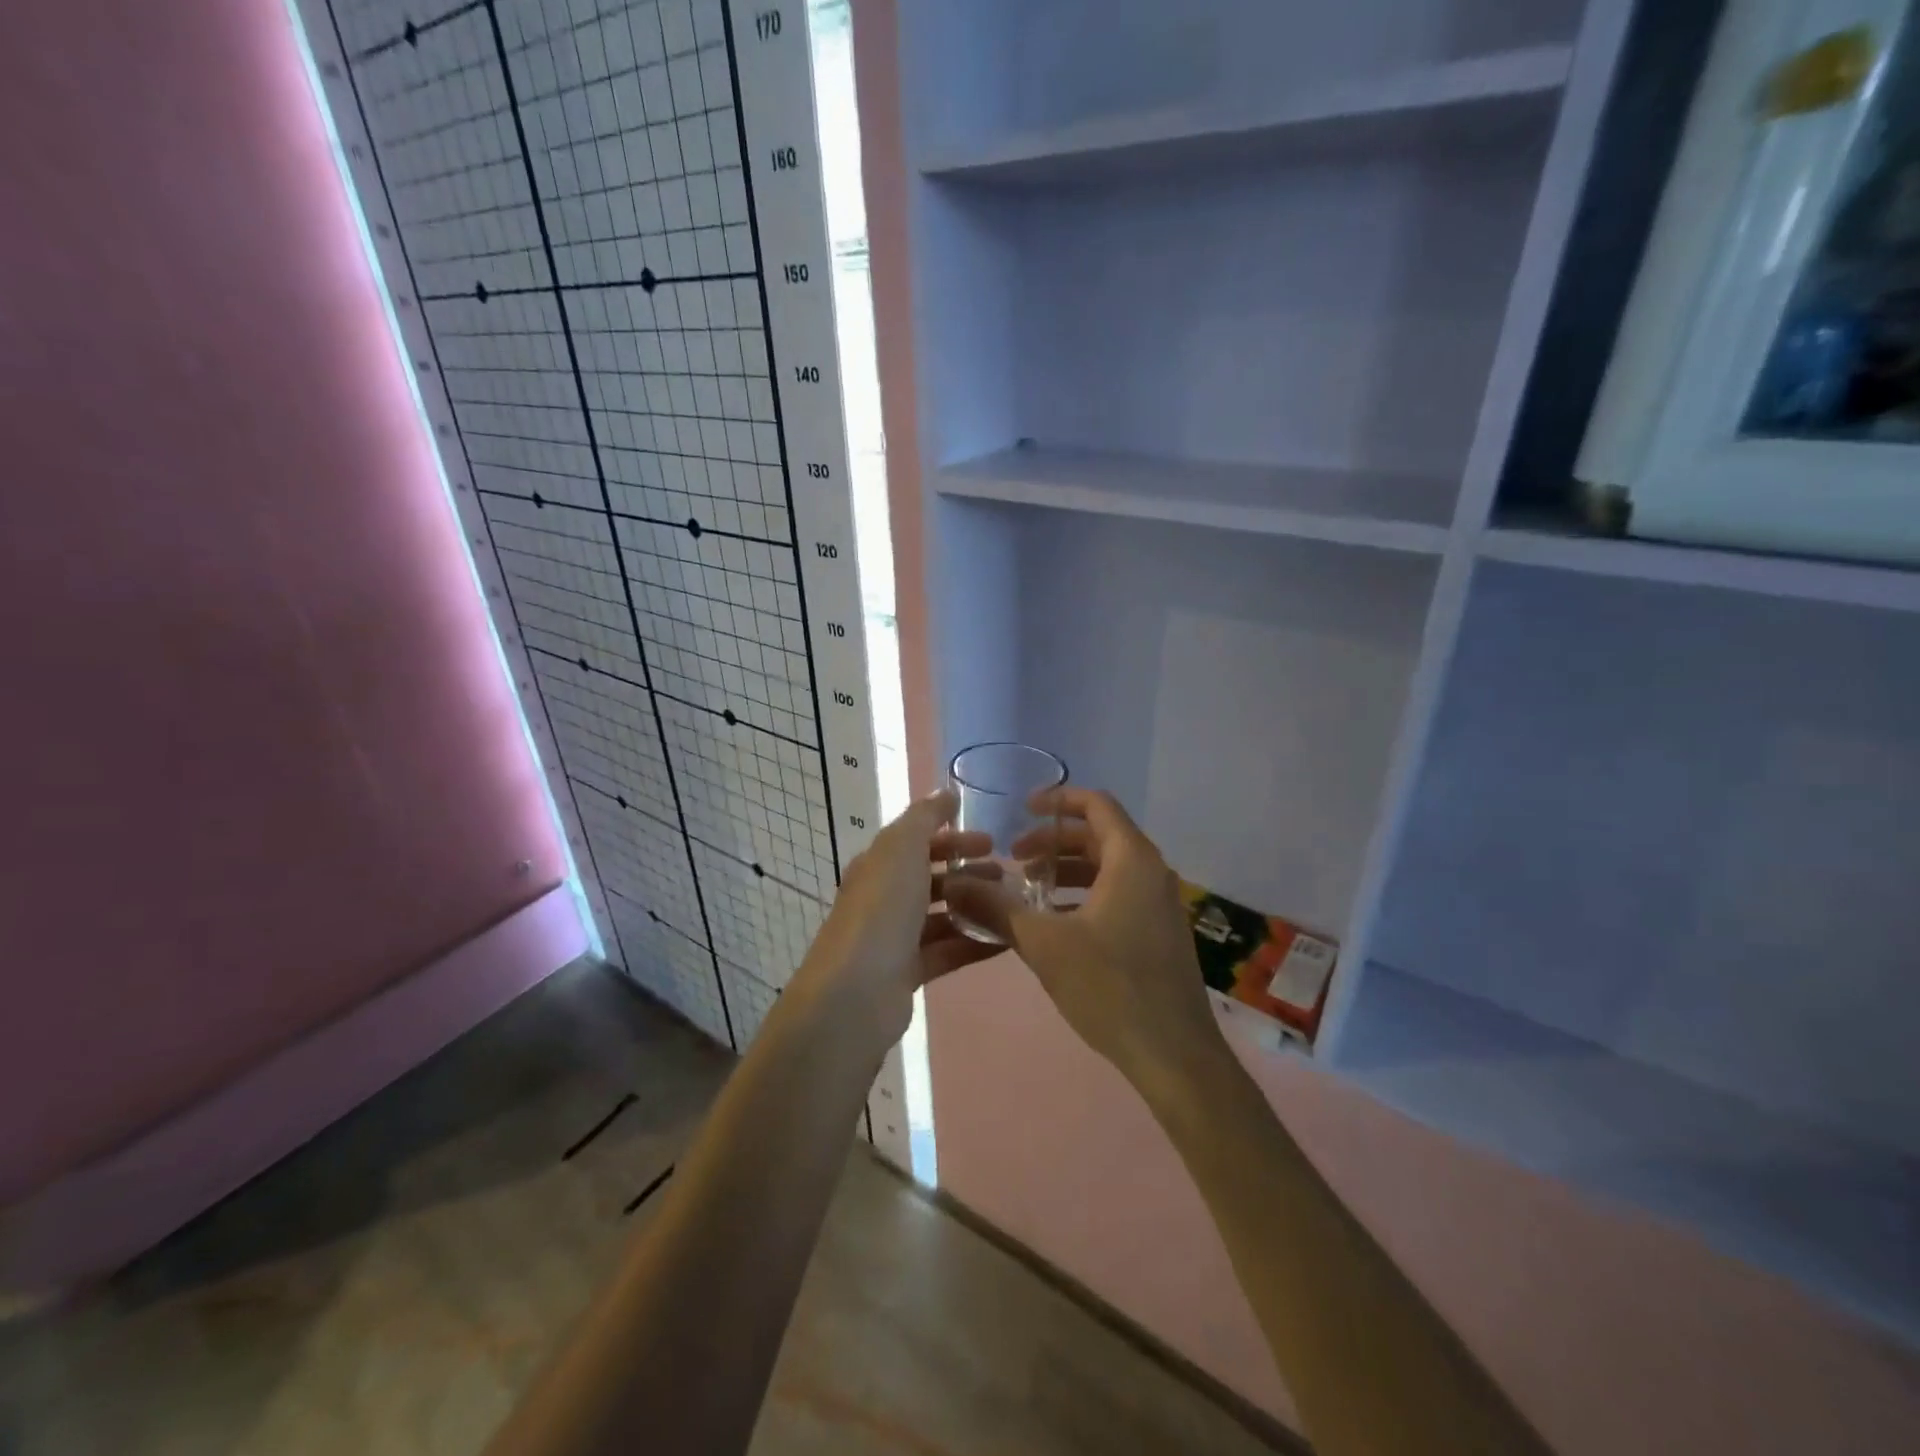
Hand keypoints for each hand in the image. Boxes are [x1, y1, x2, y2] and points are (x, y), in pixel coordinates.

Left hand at [792, 790, 999, 1049]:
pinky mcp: (908, 973)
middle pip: (931, 878)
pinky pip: (949, 950)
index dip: (952, 838)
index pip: (917, 842)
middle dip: (968, 872)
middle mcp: (884, 898)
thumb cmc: (881, 909)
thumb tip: (945, 792)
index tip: (991, 841)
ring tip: (1012, 905)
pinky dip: (976, 942)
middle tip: (1006, 873)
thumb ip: (925, 817)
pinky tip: (1008, 939)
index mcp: (878, 865)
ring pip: (943, 915)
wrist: (855, 992)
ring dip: (976, 906)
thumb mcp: (902, 847)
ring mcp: (895, 938)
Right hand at [946, 788, 1224, 1101]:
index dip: (1058, 800)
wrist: (1174, 1056)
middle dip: (1054, 842)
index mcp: (1132, 860)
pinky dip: (1085, 895)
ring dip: (1067, 871)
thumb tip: (954, 885)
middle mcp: (1152, 873)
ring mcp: (1160, 905)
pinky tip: (1056, 924)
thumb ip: (997, 908)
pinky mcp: (1160, 934)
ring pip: (1109, 868)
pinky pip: (1119, 895)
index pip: (1097, 805)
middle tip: (1015, 858)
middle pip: (1100, 836)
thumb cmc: (1110, 987)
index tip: (1022, 809)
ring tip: (1029, 891)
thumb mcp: (1044, 944)